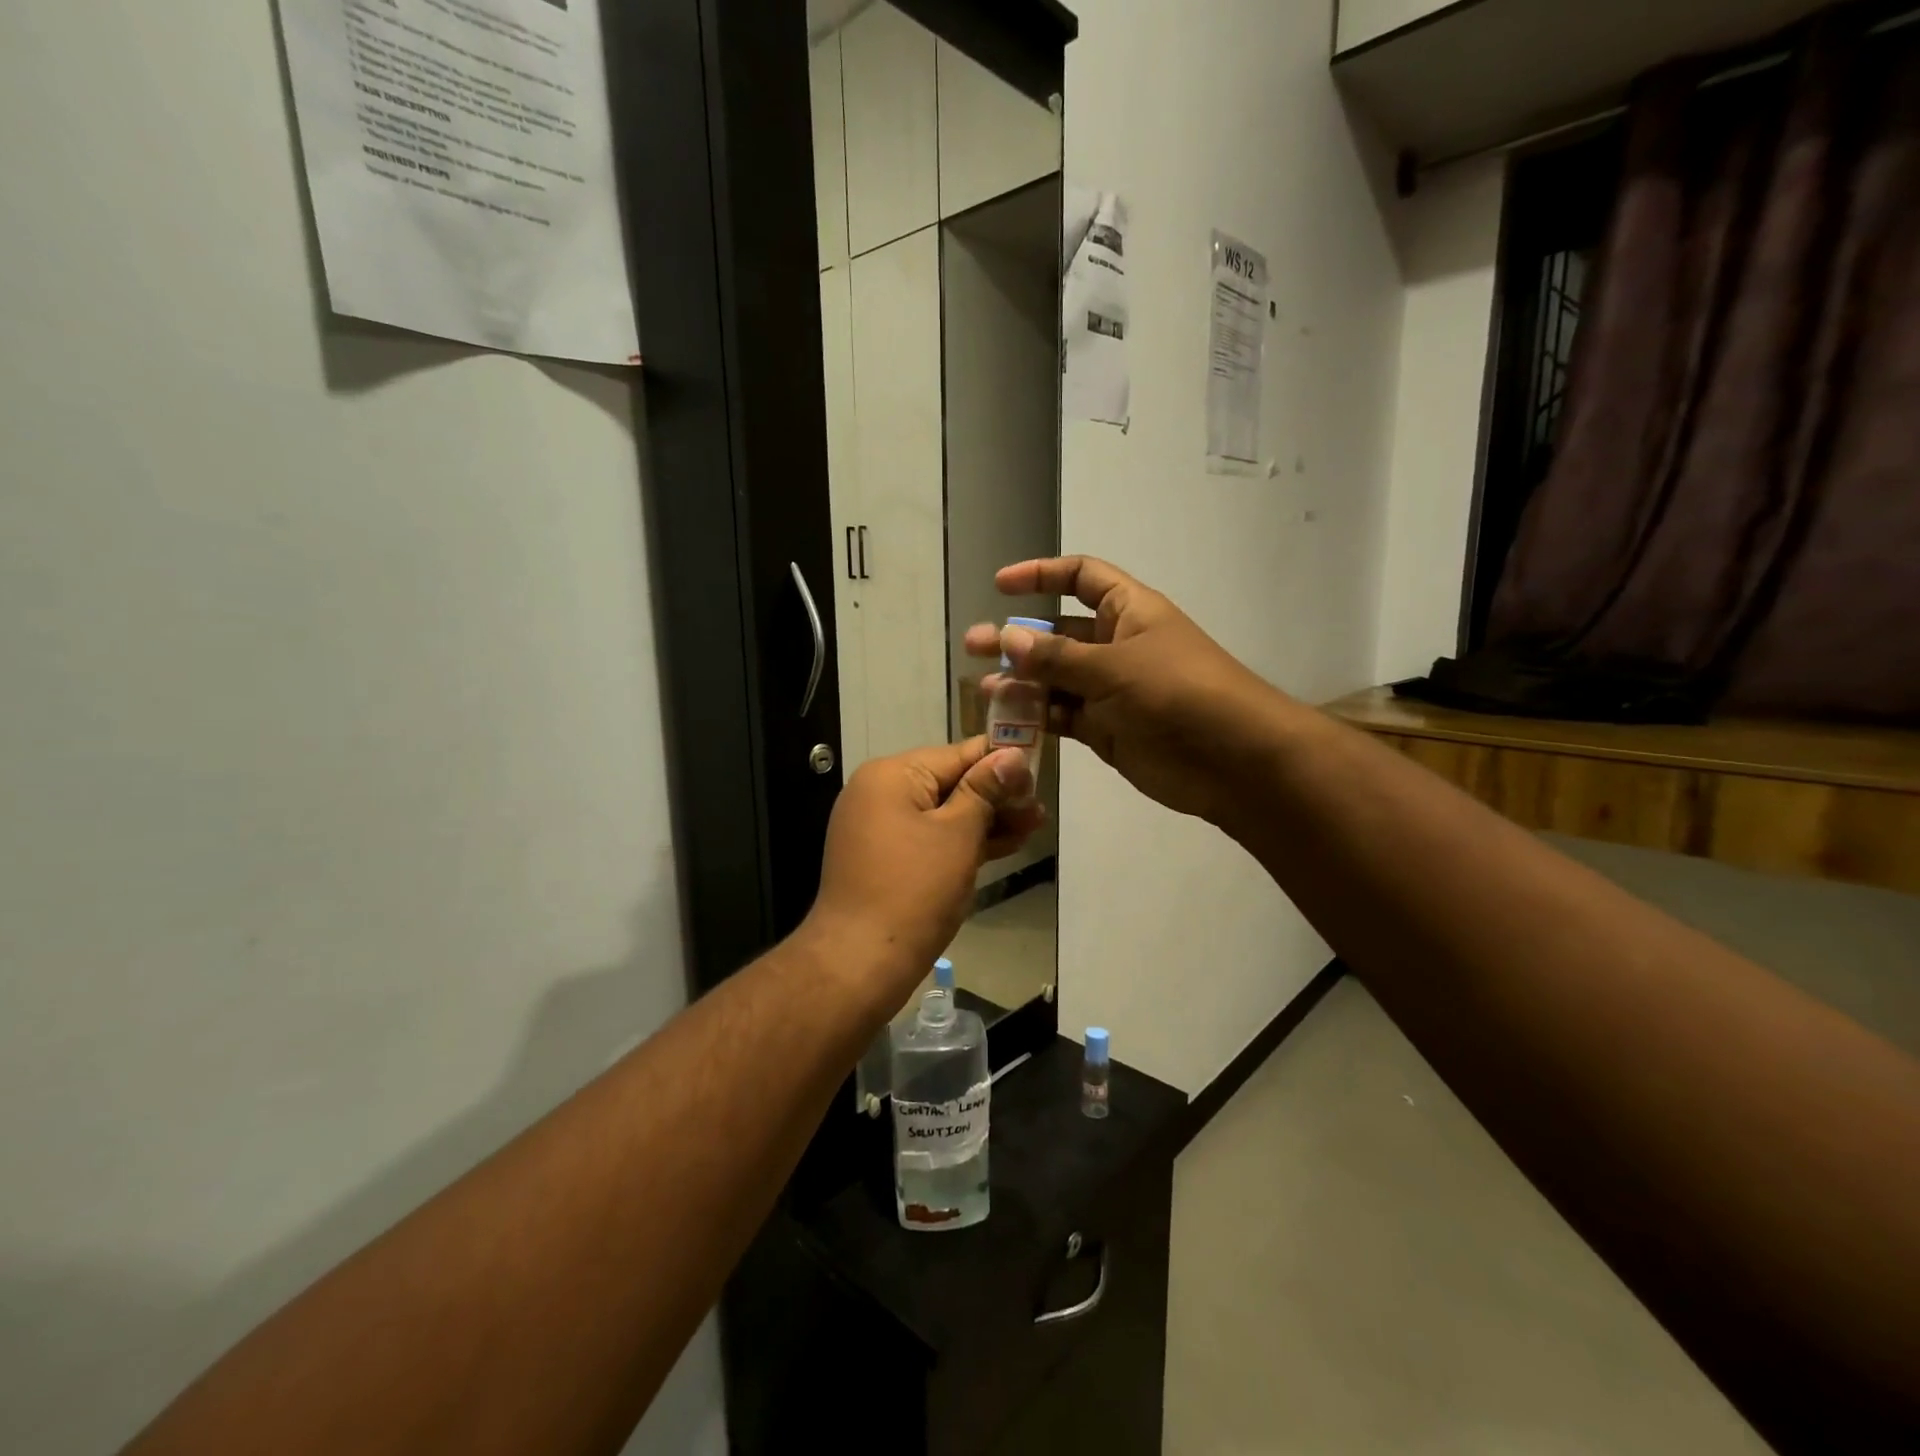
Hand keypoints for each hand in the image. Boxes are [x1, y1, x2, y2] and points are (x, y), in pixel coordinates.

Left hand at [803, 738, 1039, 1005]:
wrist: (860, 963)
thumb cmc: (914, 891)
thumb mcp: (958, 834)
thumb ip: (986, 790)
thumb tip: (1012, 754)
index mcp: (892, 774)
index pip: (957, 754)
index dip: (1001, 761)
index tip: (1040, 772)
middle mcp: (879, 792)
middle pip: (949, 782)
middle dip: (996, 796)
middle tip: (1040, 810)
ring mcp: (879, 826)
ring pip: (942, 812)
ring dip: (985, 820)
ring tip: (1033, 827)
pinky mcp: (885, 857)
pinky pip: (929, 836)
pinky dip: (961, 841)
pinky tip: (1003, 845)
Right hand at [965, 556, 1286, 824]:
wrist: (1232, 760)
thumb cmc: (1178, 693)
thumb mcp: (1115, 667)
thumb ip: (1058, 657)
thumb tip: (1007, 637)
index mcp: (1128, 611)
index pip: (1081, 578)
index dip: (1042, 575)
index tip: (1001, 585)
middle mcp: (1116, 645)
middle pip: (1058, 633)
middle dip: (1018, 637)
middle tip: (974, 645)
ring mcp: (1110, 690)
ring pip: (1055, 679)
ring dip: (1021, 681)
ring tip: (984, 687)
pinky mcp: (1106, 729)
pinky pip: (1062, 716)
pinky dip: (1036, 718)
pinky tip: (1006, 720)